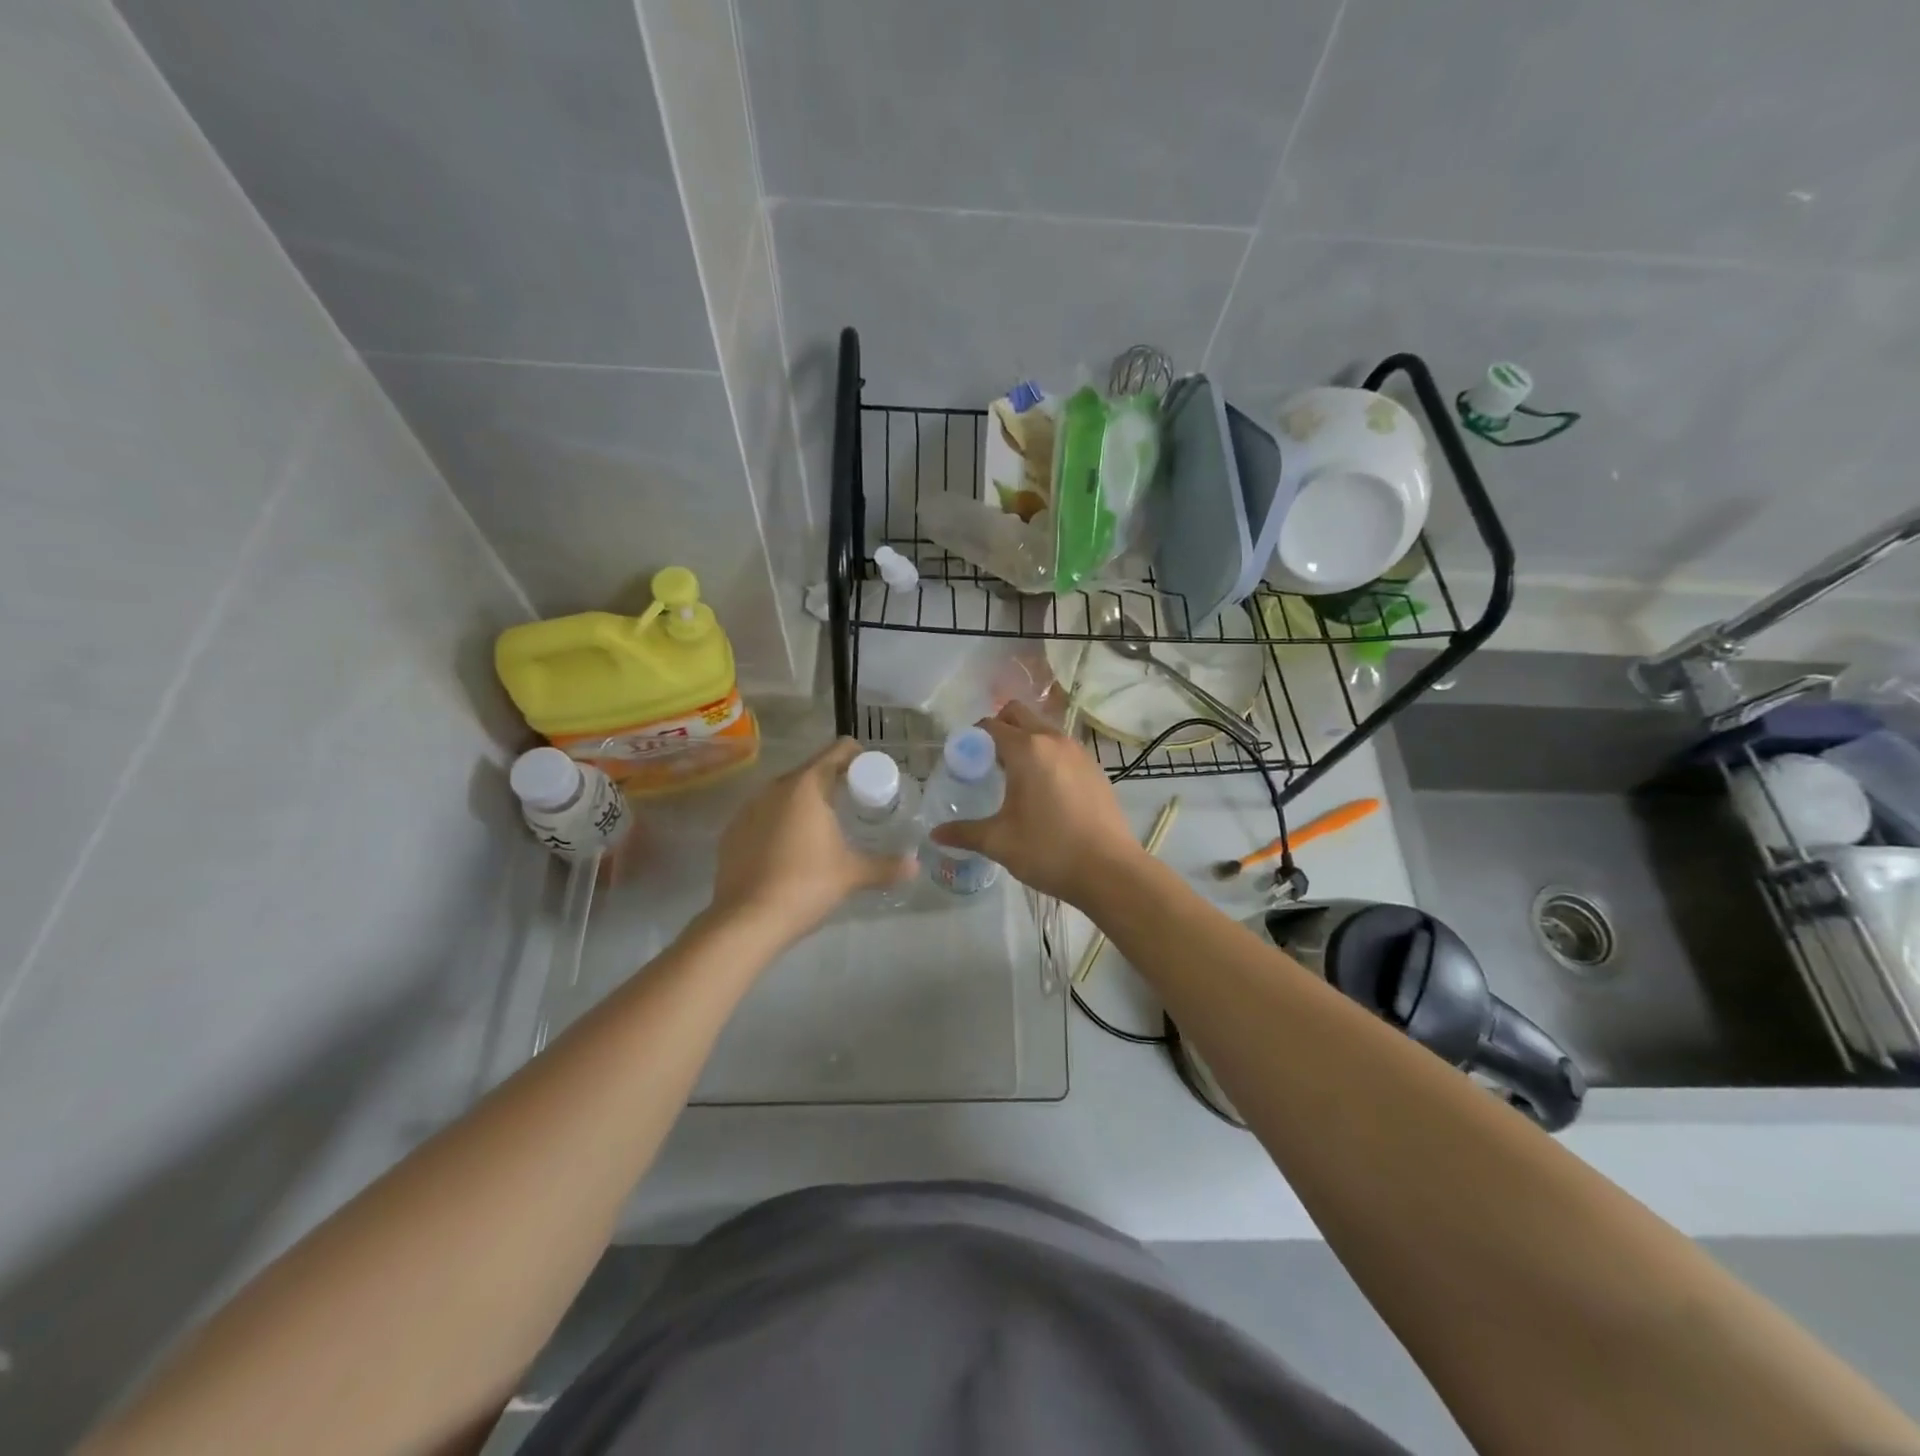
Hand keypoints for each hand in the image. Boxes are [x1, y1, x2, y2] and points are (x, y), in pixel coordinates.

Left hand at [709, 738, 915, 944]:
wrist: (747, 920)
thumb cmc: (806, 885)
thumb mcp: (852, 875)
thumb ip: (886, 867)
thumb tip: (915, 867)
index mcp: (806, 786)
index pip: (837, 751)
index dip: (858, 757)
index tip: (871, 776)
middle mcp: (774, 788)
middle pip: (810, 771)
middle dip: (833, 782)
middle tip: (854, 804)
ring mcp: (748, 809)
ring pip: (784, 794)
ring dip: (804, 802)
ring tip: (822, 827)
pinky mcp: (732, 832)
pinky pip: (763, 816)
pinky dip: (779, 823)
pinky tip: (789, 850)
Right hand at [927, 702, 1141, 905]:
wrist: (1110, 870)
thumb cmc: (1049, 851)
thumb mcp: (999, 842)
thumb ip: (965, 833)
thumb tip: (935, 834)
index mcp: (1027, 749)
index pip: (990, 726)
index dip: (972, 737)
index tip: (963, 759)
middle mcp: (1053, 740)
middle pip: (1019, 714)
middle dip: (998, 728)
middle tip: (986, 761)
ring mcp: (1079, 752)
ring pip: (1043, 729)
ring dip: (1025, 740)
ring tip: (1013, 776)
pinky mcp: (1095, 768)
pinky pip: (1062, 748)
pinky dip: (1047, 755)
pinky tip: (1043, 790)